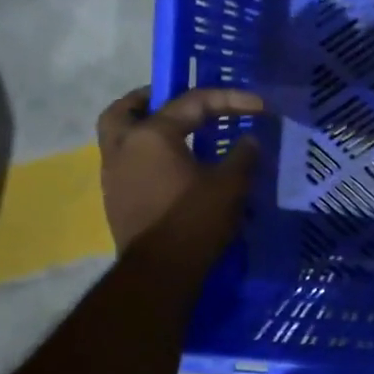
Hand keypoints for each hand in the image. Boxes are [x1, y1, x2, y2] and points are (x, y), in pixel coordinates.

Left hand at [97, 86, 263, 267]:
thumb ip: (242, 156)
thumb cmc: (194, 221)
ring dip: (143, 130)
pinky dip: (145, 156)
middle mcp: (123, 148)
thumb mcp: (230, 185)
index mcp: (152, 135)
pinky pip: (126, 164)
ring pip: (119, 138)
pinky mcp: (116, 201)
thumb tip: (249, 140)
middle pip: (125, 110)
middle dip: (147, 100)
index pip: (192, 102)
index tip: (260, 106)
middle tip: (174, 102)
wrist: (159, 274)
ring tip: (177, 137)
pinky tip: (172, 169)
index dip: (230, 99)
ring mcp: (113, 176)